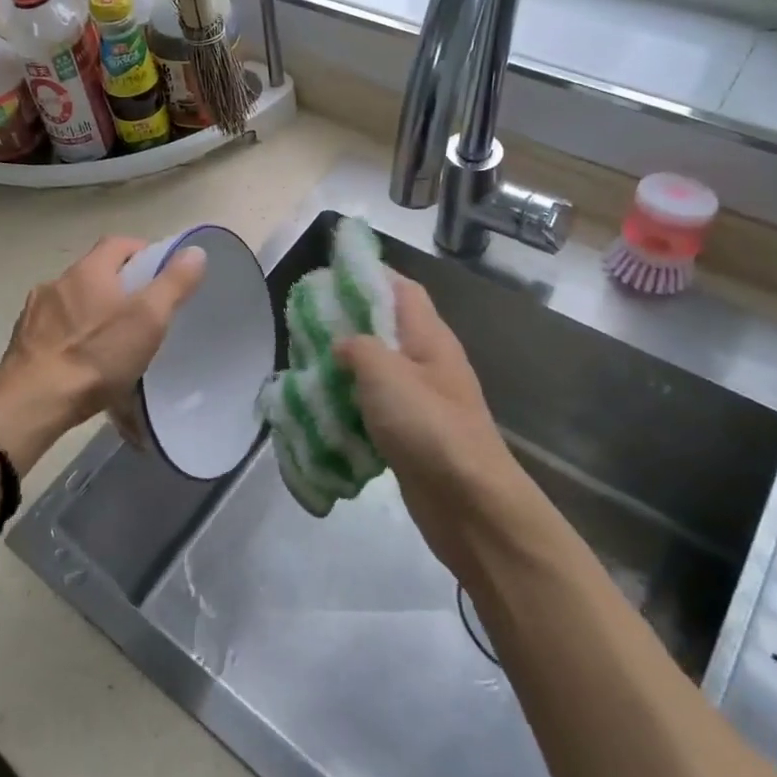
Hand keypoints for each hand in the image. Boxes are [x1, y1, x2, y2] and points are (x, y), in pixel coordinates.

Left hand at [0, 236, 206, 471]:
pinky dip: (71, 336)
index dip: (142, 252)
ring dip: (92, 312)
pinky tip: (81, 362)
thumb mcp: (148, 319)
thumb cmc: (96, 355)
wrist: (33, 402)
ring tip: (111, 341)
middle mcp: (58, 282)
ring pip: (73, 302)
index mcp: (89, 270)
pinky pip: (55, 329)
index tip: (160, 274)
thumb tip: (195, 251)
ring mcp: (35, 312)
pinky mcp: (22, 341)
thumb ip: (173, 283)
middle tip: (142, 312)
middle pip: (95, 272)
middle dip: (119, 286)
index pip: (119, 243)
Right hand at [334, 276, 521, 565]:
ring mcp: (422, 399)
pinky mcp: (412, 433)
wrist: (470, 504)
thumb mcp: (385, 373)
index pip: (402, 288)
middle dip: (348, 322)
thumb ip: (358, 347)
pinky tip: (323, 410)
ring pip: (378, 369)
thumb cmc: (428, 426)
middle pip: (387, 327)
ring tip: (306, 363)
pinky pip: (376, 407)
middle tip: (306, 323)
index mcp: (429, 337)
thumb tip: (342, 344)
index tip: (331, 273)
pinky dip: (351, 404)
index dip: (370, 274)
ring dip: (346, 367)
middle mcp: (428, 361)